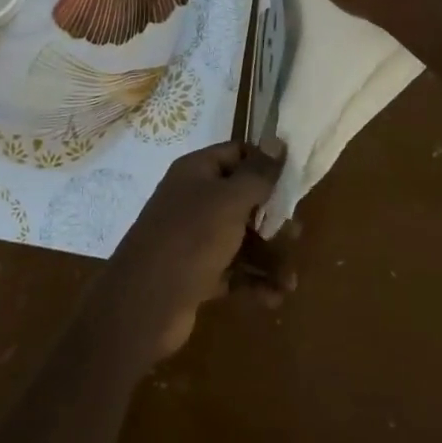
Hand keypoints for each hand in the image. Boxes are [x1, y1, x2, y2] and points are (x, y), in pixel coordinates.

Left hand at [86, 141, 290, 367]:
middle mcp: (195, 199)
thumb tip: (278, 139)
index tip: (295, 181)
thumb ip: (257, 174)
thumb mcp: (229, 201)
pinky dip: (254, 282)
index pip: (237, 154)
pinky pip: (234, 270)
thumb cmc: (190, 238)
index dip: (265, 165)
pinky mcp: (198, 273)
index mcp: (197, 171)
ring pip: (242, 239)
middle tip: (297, 234)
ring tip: (290, 282)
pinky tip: (275, 297)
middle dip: (273, 218)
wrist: (144, 303)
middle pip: (243, 199)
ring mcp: (195, 238)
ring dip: (269, 258)